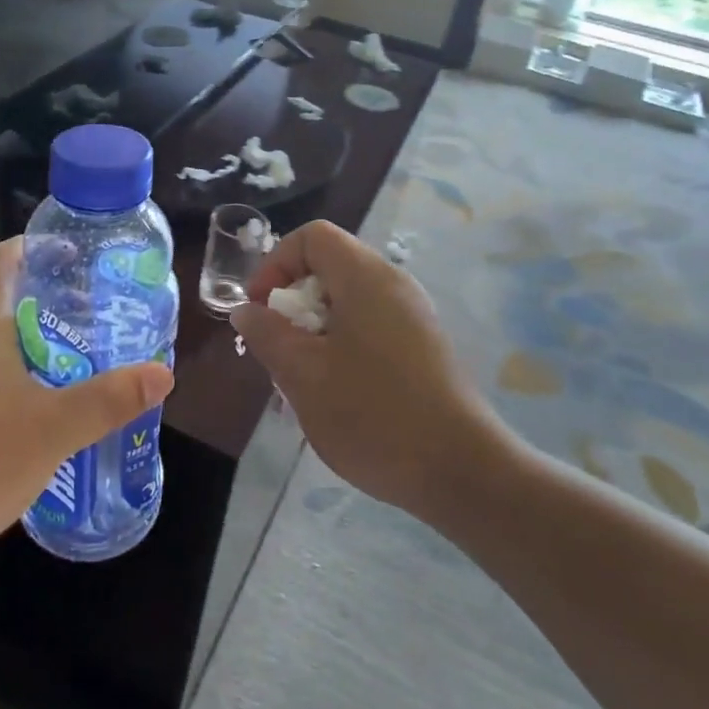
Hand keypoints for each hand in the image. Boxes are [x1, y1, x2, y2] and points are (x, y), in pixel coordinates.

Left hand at [0, 238, 173, 571]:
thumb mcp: (53, 430)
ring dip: (37, 343)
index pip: (2, 260)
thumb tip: (163, 373)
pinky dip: (18, 376)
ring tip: (82, 359)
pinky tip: (44, 410)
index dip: (35, 245)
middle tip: (99, 314)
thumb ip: (109, 399)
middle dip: (52, 301)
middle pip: (5, 301)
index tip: (74, 253)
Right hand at [231, 221, 517, 522]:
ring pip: (347, 300)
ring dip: (315, 329)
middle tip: (279, 349)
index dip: (275, 263)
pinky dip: (342, 344)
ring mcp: (413, 315)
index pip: (311, 237)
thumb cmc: (373, 414)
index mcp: (365, 277)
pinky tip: (337, 392)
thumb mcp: (303, 375)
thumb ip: (268, 335)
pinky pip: (370, 324)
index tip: (260, 310)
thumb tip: (247, 311)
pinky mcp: (423, 345)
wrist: (461, 471)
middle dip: (292, 302)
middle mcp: (394, 284)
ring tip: (303, 377)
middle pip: (329, 266)